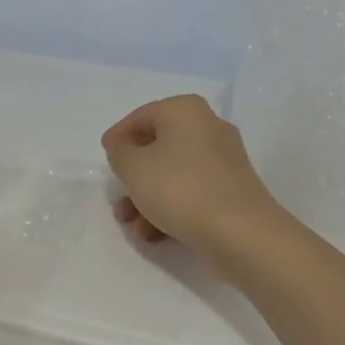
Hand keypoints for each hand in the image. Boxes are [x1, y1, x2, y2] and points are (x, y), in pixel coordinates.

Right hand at [102, 95, 281, 258]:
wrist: (240, 232)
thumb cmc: (180, 188)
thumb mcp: (133, 167)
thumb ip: (120, 153)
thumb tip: (125, 149)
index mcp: (185, 111)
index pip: (141, 116)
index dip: (119, 136)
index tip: (104, 156)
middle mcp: (208, 127)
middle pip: (158, 147)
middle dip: (133, 175)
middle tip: (117, 195)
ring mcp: (224, 160)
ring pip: (173, 173)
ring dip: (147, 197)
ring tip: (131, 224)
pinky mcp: (231, 190)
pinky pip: (192, 192)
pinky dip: (171, 208)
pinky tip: (153, 234)